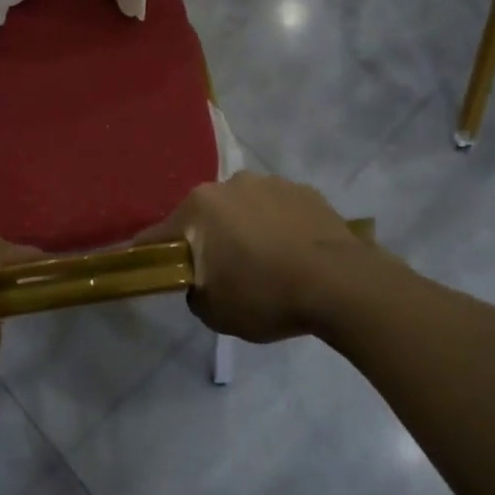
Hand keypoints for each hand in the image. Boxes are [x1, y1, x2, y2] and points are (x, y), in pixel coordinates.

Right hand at [142, 172, 379, 342]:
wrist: (341, 284)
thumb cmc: (266, 295)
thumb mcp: (214, 312)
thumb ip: (194, 292)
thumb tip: (201, 281)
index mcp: (199, 207)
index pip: (159, 235)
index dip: (152, 256)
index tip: (154, 272)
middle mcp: (229, 184)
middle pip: (205, 216)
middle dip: (208, 240)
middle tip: (223, 273)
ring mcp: (270, 183)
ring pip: (244, 209)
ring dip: (246, 229)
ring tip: (267, 264)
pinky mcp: (305, 190)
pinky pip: (279, 210)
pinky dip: (278, 227)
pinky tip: (294, 255)